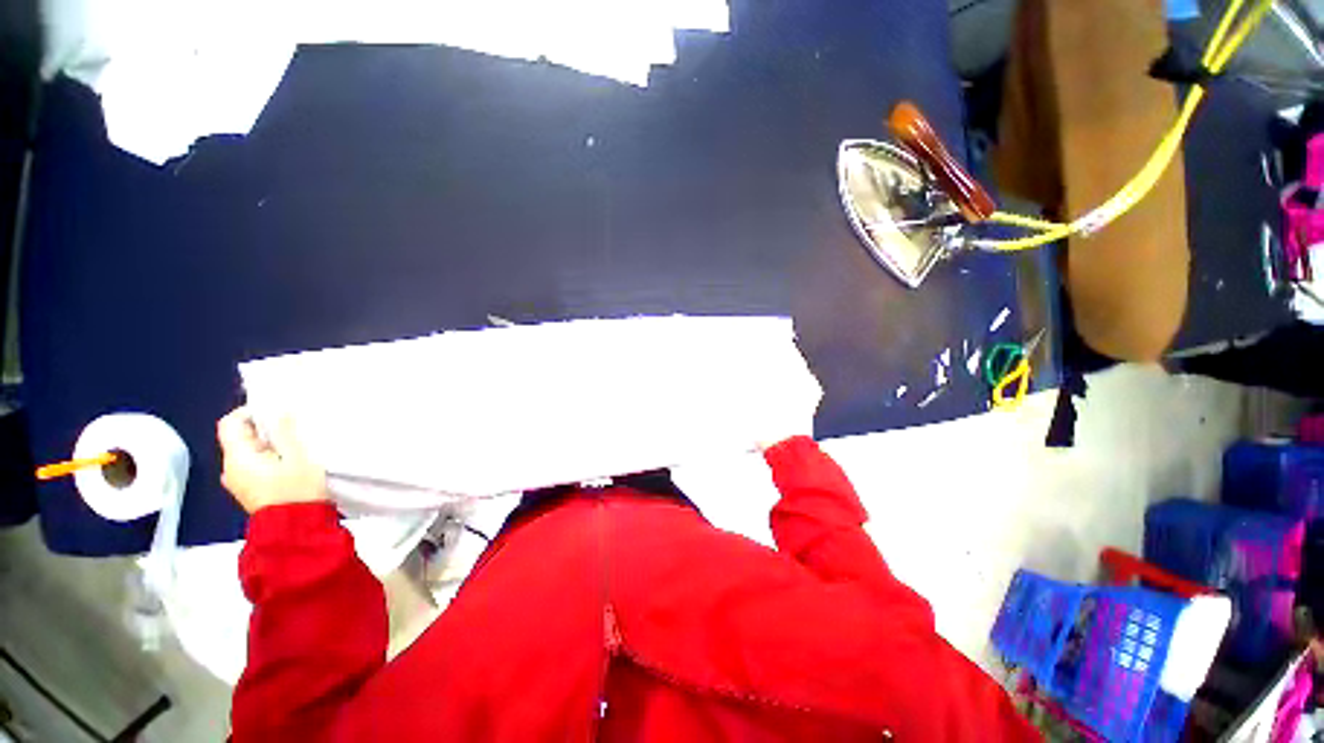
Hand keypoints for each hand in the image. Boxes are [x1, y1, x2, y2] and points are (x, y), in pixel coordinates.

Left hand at [217, 406, 327, 513]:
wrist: (296, 529)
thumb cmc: (296, 490)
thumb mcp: (299, 456)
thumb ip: (287, 431)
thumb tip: (281, 408)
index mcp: (237, 458)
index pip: (230, 424)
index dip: (249, 412)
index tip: (275, 410)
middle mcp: (230, 469)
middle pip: (240, 438)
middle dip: (264, 429)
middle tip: (293, 428)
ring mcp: (239, 482)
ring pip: (248, 452)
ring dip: (268, 444)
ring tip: (295, 445)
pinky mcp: (250, 491)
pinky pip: (254, 466)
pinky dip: (269, 458)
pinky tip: (290, 462)